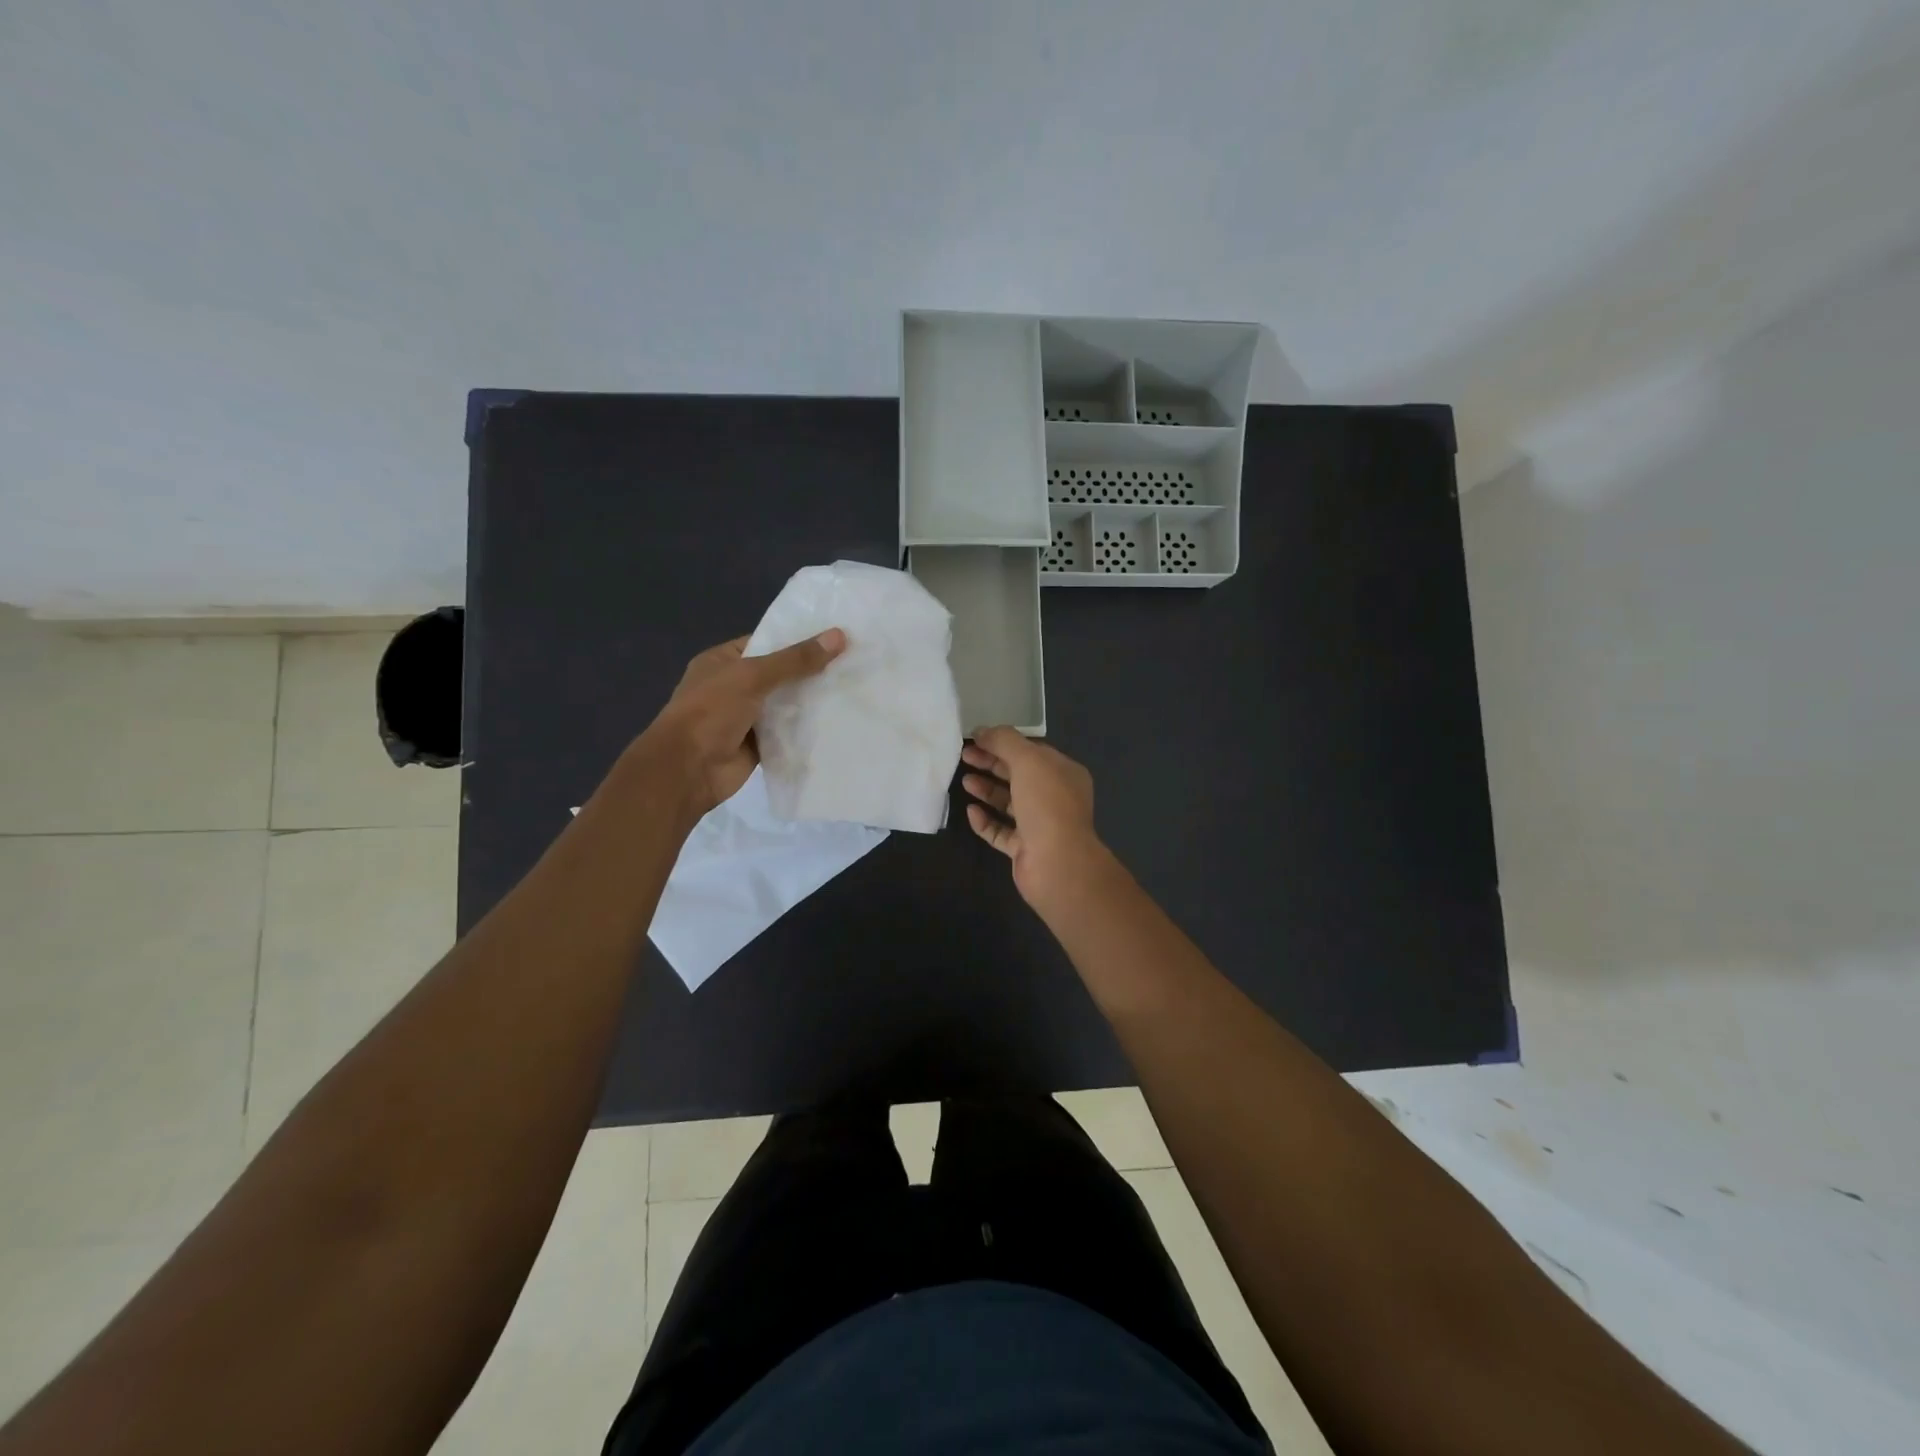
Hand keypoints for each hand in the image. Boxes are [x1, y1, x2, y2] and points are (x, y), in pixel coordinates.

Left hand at [643, 629, 846, 814]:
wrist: (688, 770)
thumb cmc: (710, 712)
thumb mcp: (752, 676)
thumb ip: (795, 660)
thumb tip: (839, 636)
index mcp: (722, 662)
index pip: (765, 642)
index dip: (797, 639)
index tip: (835, 637)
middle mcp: (733, 686)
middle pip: (779, 674)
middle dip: (810, 671)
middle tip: (853, 662)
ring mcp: (745, 717)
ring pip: (785, 704)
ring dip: (811, 701)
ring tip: (853, 689)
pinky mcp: (758, 744)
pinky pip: (787, 732)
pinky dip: (806, 729)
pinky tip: (838, 721)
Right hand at [960, 727, 1106, 908]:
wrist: (1057, 863)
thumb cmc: (1046, 804)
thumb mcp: (1028, 760)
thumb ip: (1004, 741)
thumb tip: (981, 730)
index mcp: (1064, 773)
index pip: (1032, 751)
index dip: (1003, 743)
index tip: (976, 738)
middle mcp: (1055, 798)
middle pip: (1018, 775)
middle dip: (991, 764)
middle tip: (964, 756)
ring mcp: (1040, 825)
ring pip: (1009, 803)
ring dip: (987, 791)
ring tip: (965, 782)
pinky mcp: (1025, 849)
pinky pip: (1001, 832)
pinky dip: (985, 821)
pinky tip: (970, 812)